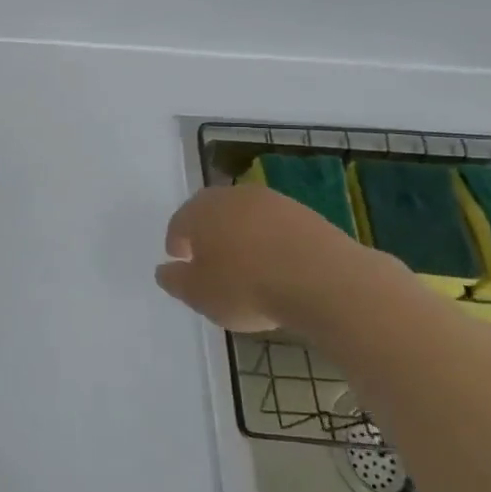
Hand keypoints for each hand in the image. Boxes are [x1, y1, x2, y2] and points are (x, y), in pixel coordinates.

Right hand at [155, 182, 369, 330]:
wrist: (325, 282)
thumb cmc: (247, 287)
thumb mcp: (198, 294)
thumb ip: (175, 280)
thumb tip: (165, 270)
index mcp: (201, 211)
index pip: (179, 222)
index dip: (176, 242)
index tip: (180, 262)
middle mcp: (234, 197)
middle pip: (213, 213)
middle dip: (208, 234)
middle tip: (210, 261)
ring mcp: (275, 203)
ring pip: (247, 219)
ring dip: (242, 237)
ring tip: (247, 267)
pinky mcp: (308, 215)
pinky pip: (278, 229)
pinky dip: (272, 244)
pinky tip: (278, 268)